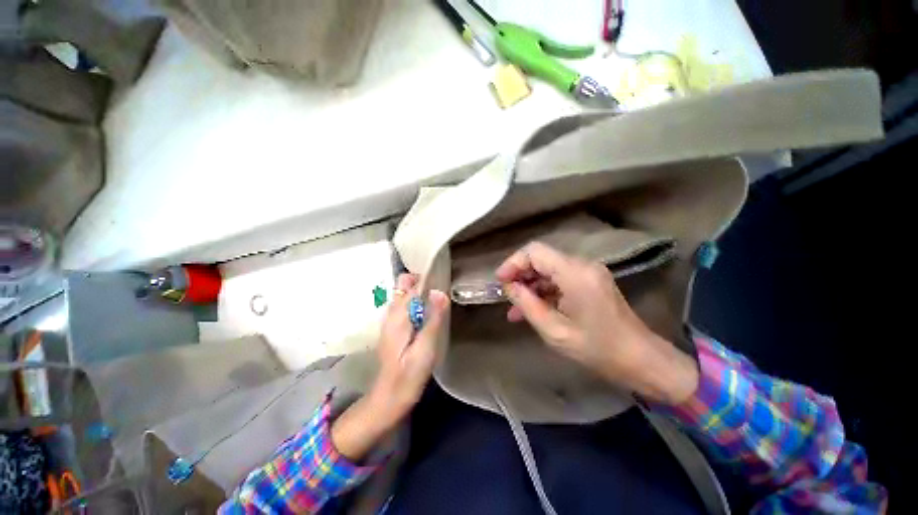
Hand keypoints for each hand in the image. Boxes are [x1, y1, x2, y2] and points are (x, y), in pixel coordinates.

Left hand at [332, 274, 449, 460]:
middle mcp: (391, 313)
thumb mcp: (426, 348)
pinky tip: (428, 317)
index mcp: (398, 316)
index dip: (426, 279)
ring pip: (404, 296)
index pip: (410, 285)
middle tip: (440, 297)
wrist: (389, 398)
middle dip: (422, 284)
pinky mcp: (394, 329)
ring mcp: (391, 321)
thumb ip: (433, 318)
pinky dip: (417, 305)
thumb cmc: (409, 375)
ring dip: (420, 295)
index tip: (443, 281)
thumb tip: (439, 291)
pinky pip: (405, 307)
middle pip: (404, 286)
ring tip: (437, 306)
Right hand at [496, 242, 697, 404]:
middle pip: (541, 258)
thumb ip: (527, 304)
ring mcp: (588, 272)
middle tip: (505, 295)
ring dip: (530, 285)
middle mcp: (582, 265)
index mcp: (575, 273)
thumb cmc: (598, 349)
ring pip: (548, 269)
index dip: (513, 263)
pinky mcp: (590, 282)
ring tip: (514, 308)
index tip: (500, 281)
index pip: (535, 252)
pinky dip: (544, 291)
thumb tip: (509, 287)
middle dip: (520, 274)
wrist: (641, 360)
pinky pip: (559, 279)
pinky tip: (532, 309)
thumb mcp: (554, 331)